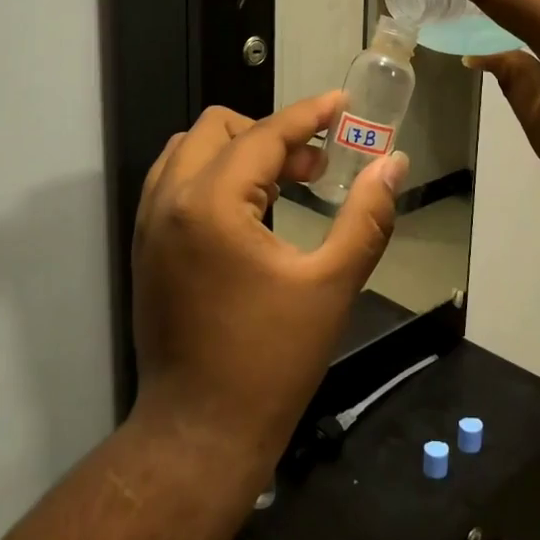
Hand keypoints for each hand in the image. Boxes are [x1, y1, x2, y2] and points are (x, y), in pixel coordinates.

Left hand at [130, 94, 408, 469]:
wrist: (200, 433)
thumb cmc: (270, 361)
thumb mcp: (331, 285)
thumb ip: (367, 217)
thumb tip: (393, 164)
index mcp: (211, 204)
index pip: (264, 136)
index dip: (309, 115)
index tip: (343, 106)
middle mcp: (169, 201)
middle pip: (218, 128)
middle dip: (271, 134)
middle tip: (316, 166)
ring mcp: (149, 225)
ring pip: (190, 151)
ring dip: (239, 151)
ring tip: (285, 183)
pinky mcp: (146, 248)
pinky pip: (175, 183)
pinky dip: (213, 176)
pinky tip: (250, 211)